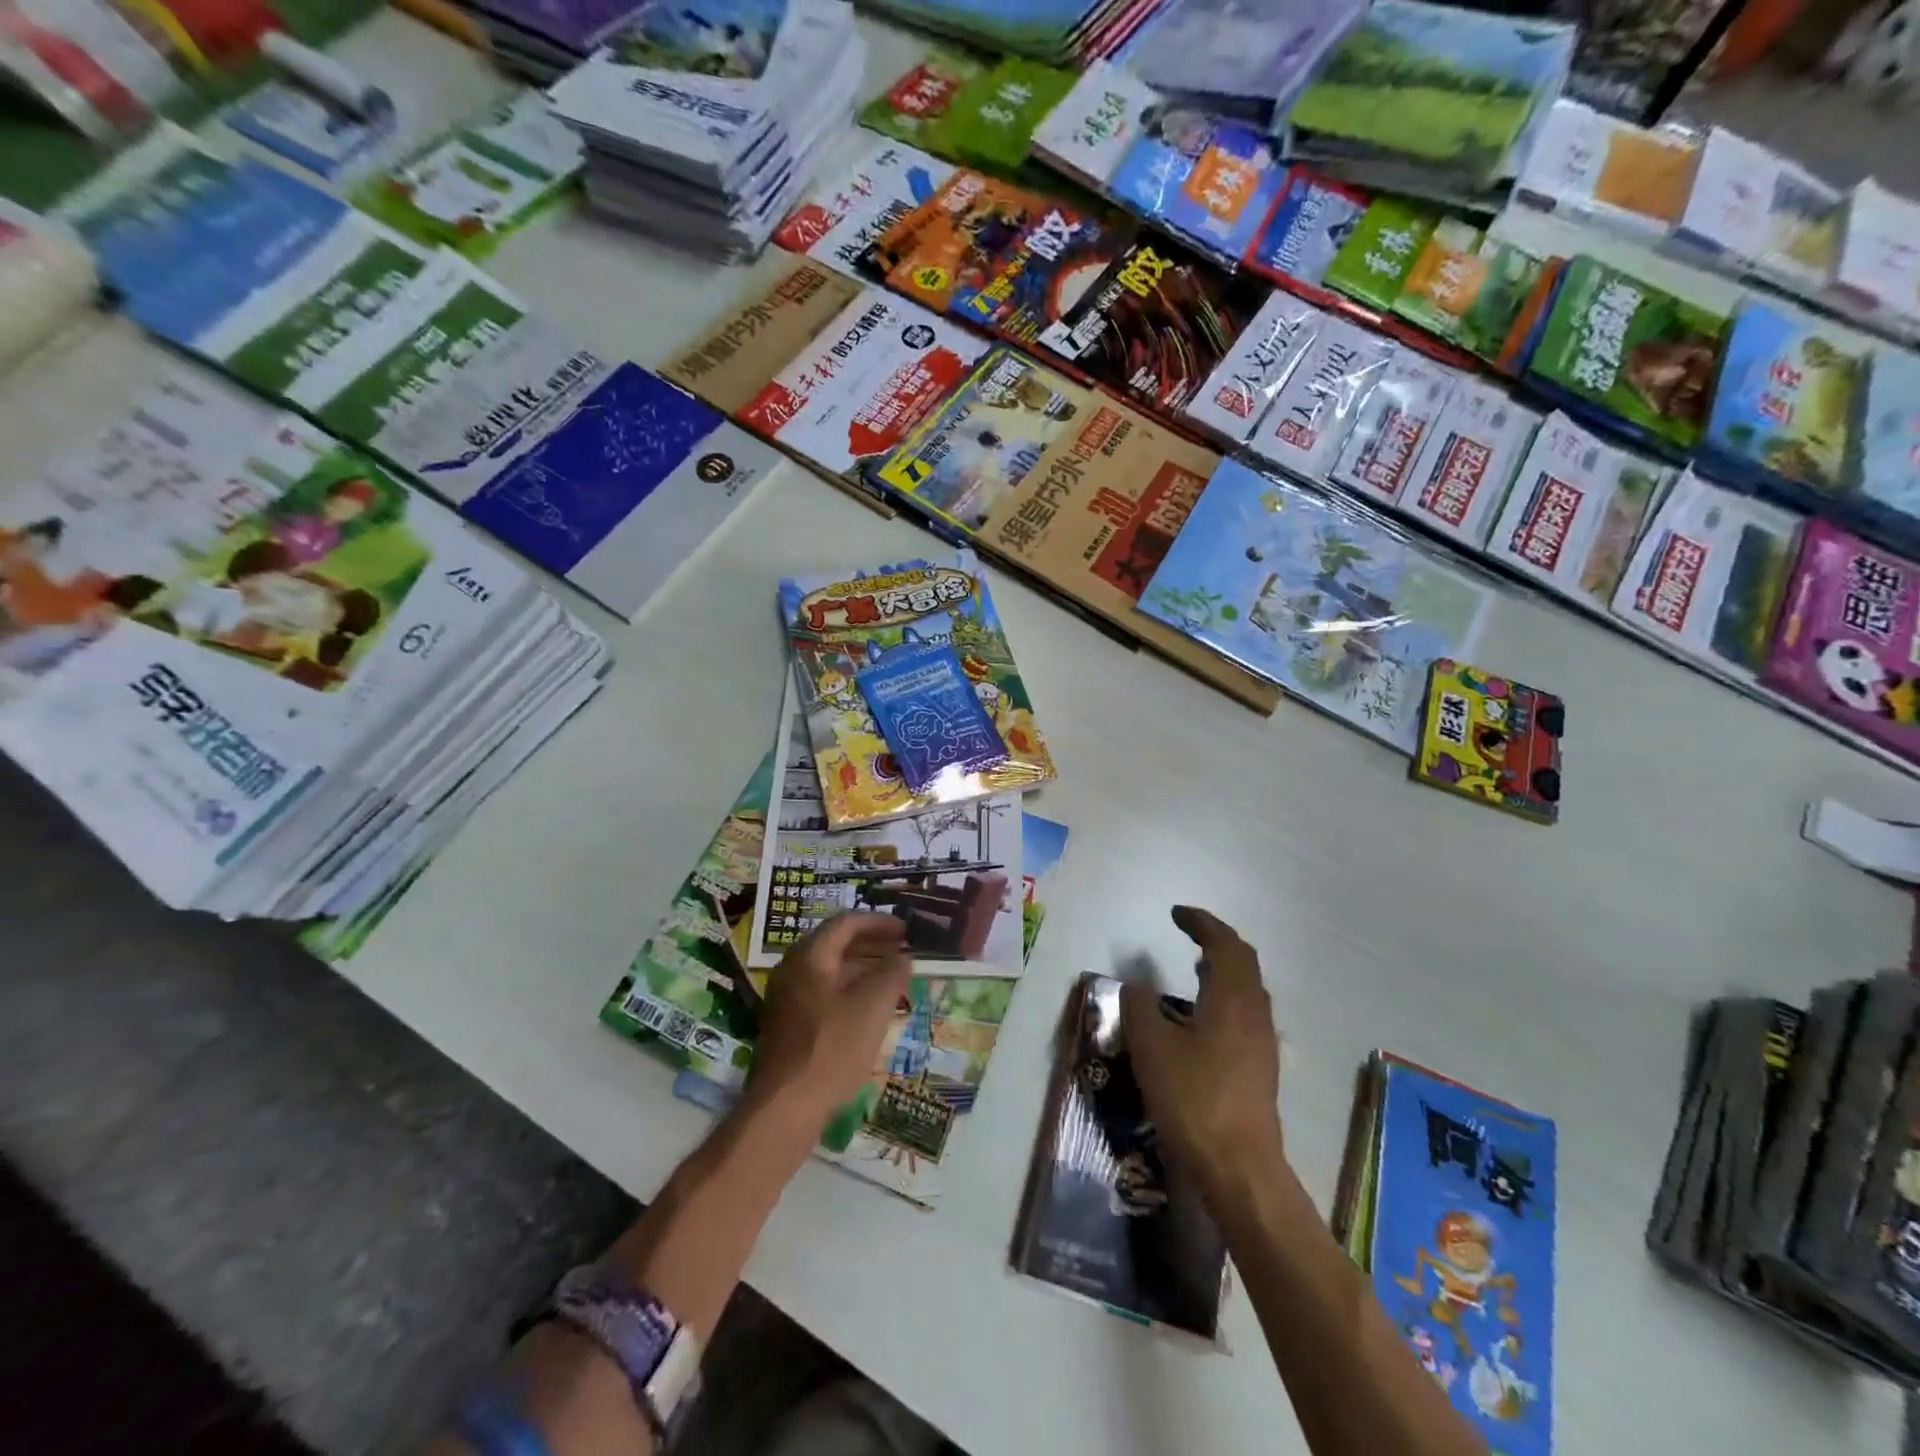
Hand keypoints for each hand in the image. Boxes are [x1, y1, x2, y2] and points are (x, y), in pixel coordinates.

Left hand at [746, 912, 912, 1129]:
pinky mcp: (788, 1023)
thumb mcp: (874, 1004)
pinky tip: (870, 1007)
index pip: (847, 922)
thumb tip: (903, 957)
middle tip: (903, 950)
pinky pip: (823, 992)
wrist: (787, 1106)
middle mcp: (792, 968)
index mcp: (810, 955)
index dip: (880, 922)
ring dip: (863, 967)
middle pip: (836, 943)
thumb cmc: (833, 1046)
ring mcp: (787, 997)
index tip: (907, 931)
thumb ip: (893, 972)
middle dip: (872, 943)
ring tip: (893, 976)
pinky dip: (850, 988)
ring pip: (830, 970)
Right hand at [1120, 906, 1283, 1199]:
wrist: (1240, 1168)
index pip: (1224, 944)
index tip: (1176, 914)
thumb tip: (1136, 987)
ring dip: (1224, 970)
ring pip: (1249, 989)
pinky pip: (1246, 1013)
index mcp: (1232, 998)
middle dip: (1217, 941)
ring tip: (1196, 968)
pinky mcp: (1261, 1068)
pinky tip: (1203, 1018)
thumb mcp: (1152, 1048)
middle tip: (1189, 933)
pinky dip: (1226, 996)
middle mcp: (1254, 1013)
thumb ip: (1140, 1008)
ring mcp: (1262, 1042)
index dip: (1201, 923)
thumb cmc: (1194, 1099)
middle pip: (1244, 962)